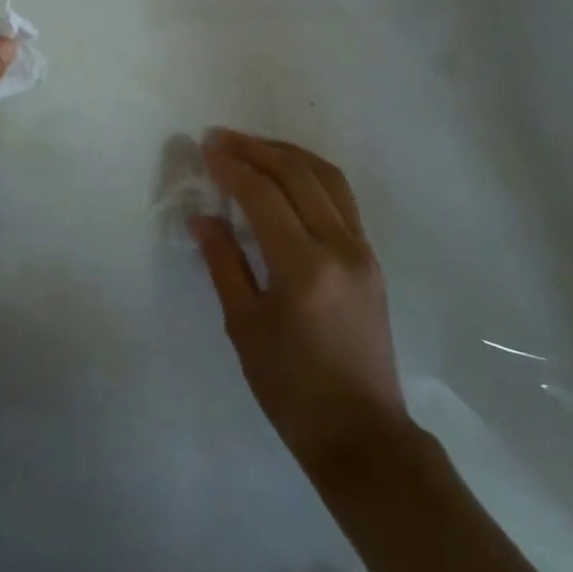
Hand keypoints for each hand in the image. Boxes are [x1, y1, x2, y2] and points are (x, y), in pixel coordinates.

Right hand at [191, 130, 410, 474]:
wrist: (361, 434)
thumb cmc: (291, 389)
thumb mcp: (245, 326)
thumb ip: (223, 263)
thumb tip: (202, 216)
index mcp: (304, 267)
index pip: (263, 196)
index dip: (231, 166)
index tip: (205, 147)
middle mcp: (340, 247)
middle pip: (298, 175)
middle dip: (256, 149)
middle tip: (221, 137)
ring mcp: (362, 251)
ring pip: (328, 179)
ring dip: (288, 154)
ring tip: (253, 146)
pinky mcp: (371, 260)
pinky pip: (342, 199)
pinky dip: (311, 175)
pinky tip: (288, 176)